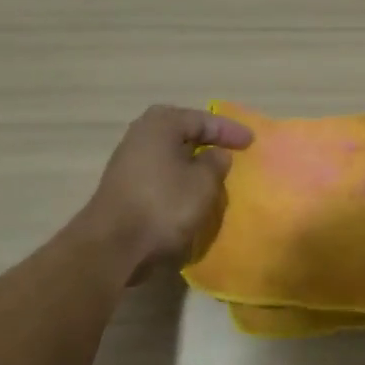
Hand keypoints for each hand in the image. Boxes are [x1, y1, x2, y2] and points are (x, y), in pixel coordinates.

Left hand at [82, 106, 254, 278]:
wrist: (114, 245)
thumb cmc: (164, 205)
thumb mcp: (202, 183)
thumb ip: (215, 163)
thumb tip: (216, 154)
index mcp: (160, 124)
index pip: (201, 119)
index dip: (228, 130)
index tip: (251, 142)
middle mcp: (140, 135)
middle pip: (181, 133)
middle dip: (206, 142)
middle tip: (230, 151)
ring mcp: (128, 161)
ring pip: (169, 155)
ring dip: (191, 163)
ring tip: (213, 173)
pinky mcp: (124, 187)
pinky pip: (160, 174)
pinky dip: (178, 179)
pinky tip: (190, 192)